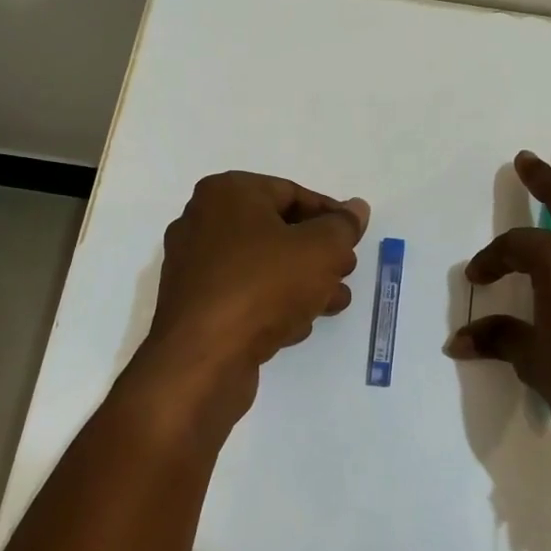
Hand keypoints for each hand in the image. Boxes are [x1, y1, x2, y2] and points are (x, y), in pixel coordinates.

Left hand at [142, 171, 369, 404]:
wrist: (204, 357)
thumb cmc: (264, 286)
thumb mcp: (320, 249)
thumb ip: (343, 227)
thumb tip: (356, 209)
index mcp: (227, 194)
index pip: (292, 193)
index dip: (330, 215)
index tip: (355, 239)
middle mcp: (203, 223)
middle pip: (276, 231)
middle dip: (318, 253)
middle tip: (345, 271)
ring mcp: (195, 267)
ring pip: (262, 267)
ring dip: (302, 283)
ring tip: (334, 302)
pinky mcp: (195, 306)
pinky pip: (243, 295)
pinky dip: (272, 304)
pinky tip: (298, 326)